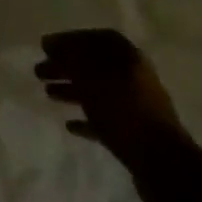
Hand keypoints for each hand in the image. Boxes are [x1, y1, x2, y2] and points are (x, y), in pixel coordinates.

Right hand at [35, 29, 181, 160]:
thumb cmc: (123, 111)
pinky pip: (105, 119)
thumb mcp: (91, 77)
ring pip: (98, 91)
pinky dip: (86, 119)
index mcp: (129, 58)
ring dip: (72, 90)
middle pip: (95, 65)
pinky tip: (70, 125)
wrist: (162, 163)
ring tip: (48, 94)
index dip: (71, 39)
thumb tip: (51, 43)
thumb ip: (70, 57)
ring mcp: (135, 106)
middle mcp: (134, 77)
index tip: (46, 47)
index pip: (98, 38)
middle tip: (39, 72)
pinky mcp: (133, 132)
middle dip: (66, 66)